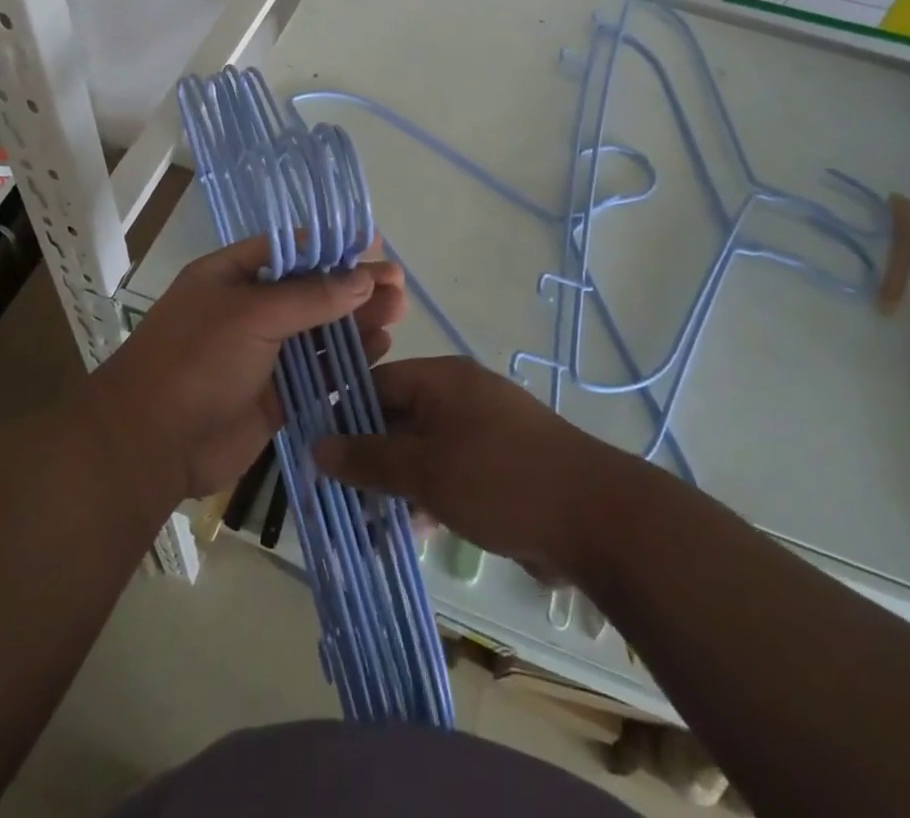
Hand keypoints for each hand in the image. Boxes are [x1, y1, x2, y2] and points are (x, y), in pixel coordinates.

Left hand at [87, 237, 406, 503]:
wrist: (151, 445)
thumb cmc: (196, 361)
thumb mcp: (252, 315)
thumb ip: (311, 297)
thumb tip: (362, 278)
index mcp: (231, 276)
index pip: (288, 251)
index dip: (330, 247)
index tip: (372, 244)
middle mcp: (248, 310)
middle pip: (311, 291)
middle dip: (353, 287)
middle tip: (398, 285)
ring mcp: (262, 354)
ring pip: (319, 332)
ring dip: (357, 322)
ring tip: (399, 313)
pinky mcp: (275, 395)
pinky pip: (318, 371)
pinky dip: (347, 361)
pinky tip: (379, 349)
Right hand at [315, 358, 616, 580]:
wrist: (594, 517)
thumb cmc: (500, 479)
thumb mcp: (425, 469)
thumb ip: (369, 458)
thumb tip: (315, 445)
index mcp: (442, 380)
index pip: (376, 383)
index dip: (342, 415)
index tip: (315, 453)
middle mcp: (459, 396)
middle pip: (397, 418)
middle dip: (367, 458)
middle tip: (335, 496)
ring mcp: (482, 431)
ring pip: (422, 451)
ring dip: (395, 484)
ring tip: (365, 523)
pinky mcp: (498, 466)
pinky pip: (448, 472)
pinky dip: (427, 496)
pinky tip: (410, 530)